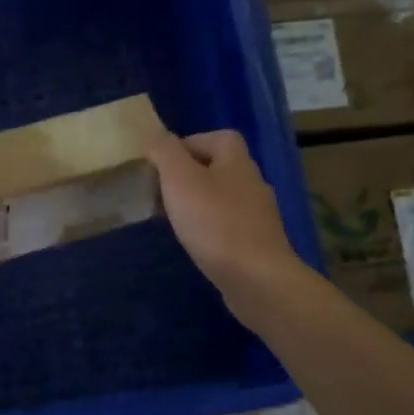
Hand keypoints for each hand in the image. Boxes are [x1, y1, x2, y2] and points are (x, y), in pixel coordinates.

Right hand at [145, 129, 309, 320]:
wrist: (256, 278)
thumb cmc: (214, 223)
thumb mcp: (180, 178)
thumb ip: (165, 151)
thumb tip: (155, 136)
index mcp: (237, 161)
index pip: (216, 137)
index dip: (187, 144)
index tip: (161, 164)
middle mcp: (252, 182)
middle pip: (217, 168)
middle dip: (187, 176)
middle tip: (160, 192)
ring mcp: (258, 215)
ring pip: (221, 198)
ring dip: (196, 203)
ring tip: (171, 218)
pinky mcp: (257, 243)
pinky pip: (228, 225)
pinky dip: (209, 228)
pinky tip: (194, 242)